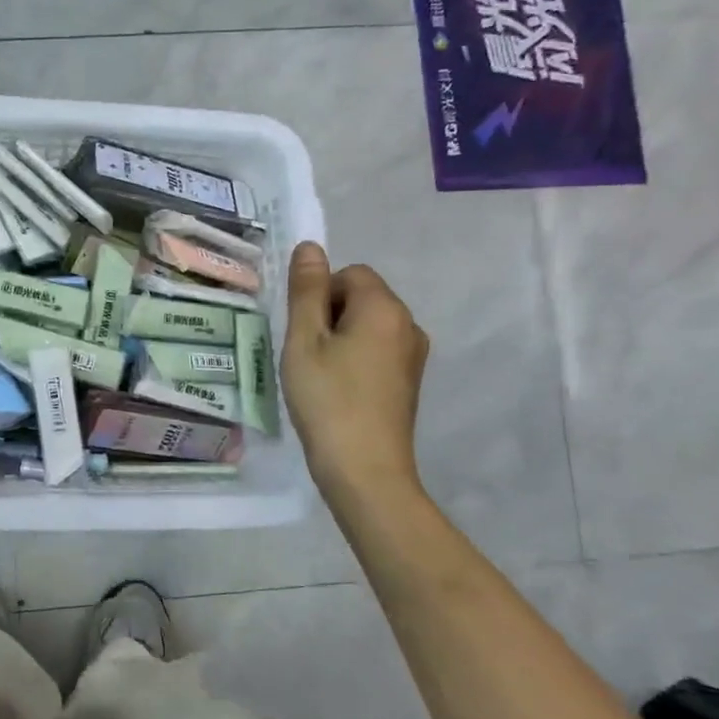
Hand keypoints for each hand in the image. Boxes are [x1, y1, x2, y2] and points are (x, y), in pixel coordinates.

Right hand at [281, 241, 429, 509]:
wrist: (365, 471)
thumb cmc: (327, 399)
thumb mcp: (304, 340)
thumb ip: (307, 290)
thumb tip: (310, 247)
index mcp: (384, 308)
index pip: (349, 273)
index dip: (319, 295)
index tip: (304, 332)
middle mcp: (408, 324)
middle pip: (361, 297)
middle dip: (329, 315)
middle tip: (307, 355)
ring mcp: (413, 355)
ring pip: (368, 326)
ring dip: (340, 339)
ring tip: (320, 375)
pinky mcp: (409, 381)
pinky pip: (377, 350)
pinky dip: (355, 359)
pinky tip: (338, 390)